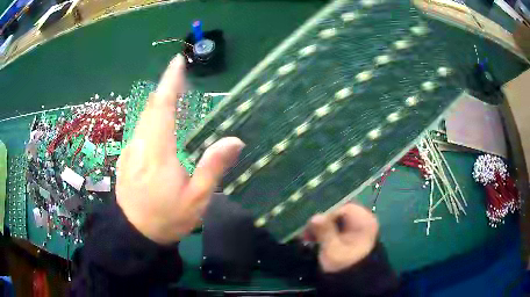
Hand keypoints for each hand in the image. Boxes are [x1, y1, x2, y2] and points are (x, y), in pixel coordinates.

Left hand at [116, 54, 243, 244]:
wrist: (135, 234)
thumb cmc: (168, 218)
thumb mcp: (197, 199)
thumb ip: (213, 167)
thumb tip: (235, 139)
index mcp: (158, 152)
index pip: (163, 107)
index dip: (170, 82)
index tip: (177, 61)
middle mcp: (140, 144)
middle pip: (151, 107)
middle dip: (165, 88)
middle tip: (181, 76)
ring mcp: (130, 150)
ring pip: (143, 117)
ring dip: (158, 102)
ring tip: (174, 95)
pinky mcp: (126, 157)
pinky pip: (139, 129)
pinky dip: (151, 118)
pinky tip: (161, 123)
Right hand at [307, 203, 378, 272]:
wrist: (356, 282)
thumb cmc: (345, 266)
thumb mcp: (333, 250)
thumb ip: (325, 231)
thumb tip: (315, 216)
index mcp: (363, 219)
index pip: (341, 207)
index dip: (324, 214)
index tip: (310, 225)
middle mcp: (362, 218)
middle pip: (338, 211)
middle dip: (321, 220)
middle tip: (305, 232)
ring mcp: (357, 226)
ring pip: (335, 219)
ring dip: (320, 227)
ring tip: (307, 238)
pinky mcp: (351, 234)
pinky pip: (336, 227)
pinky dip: (324, 232)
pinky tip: (313, 239)